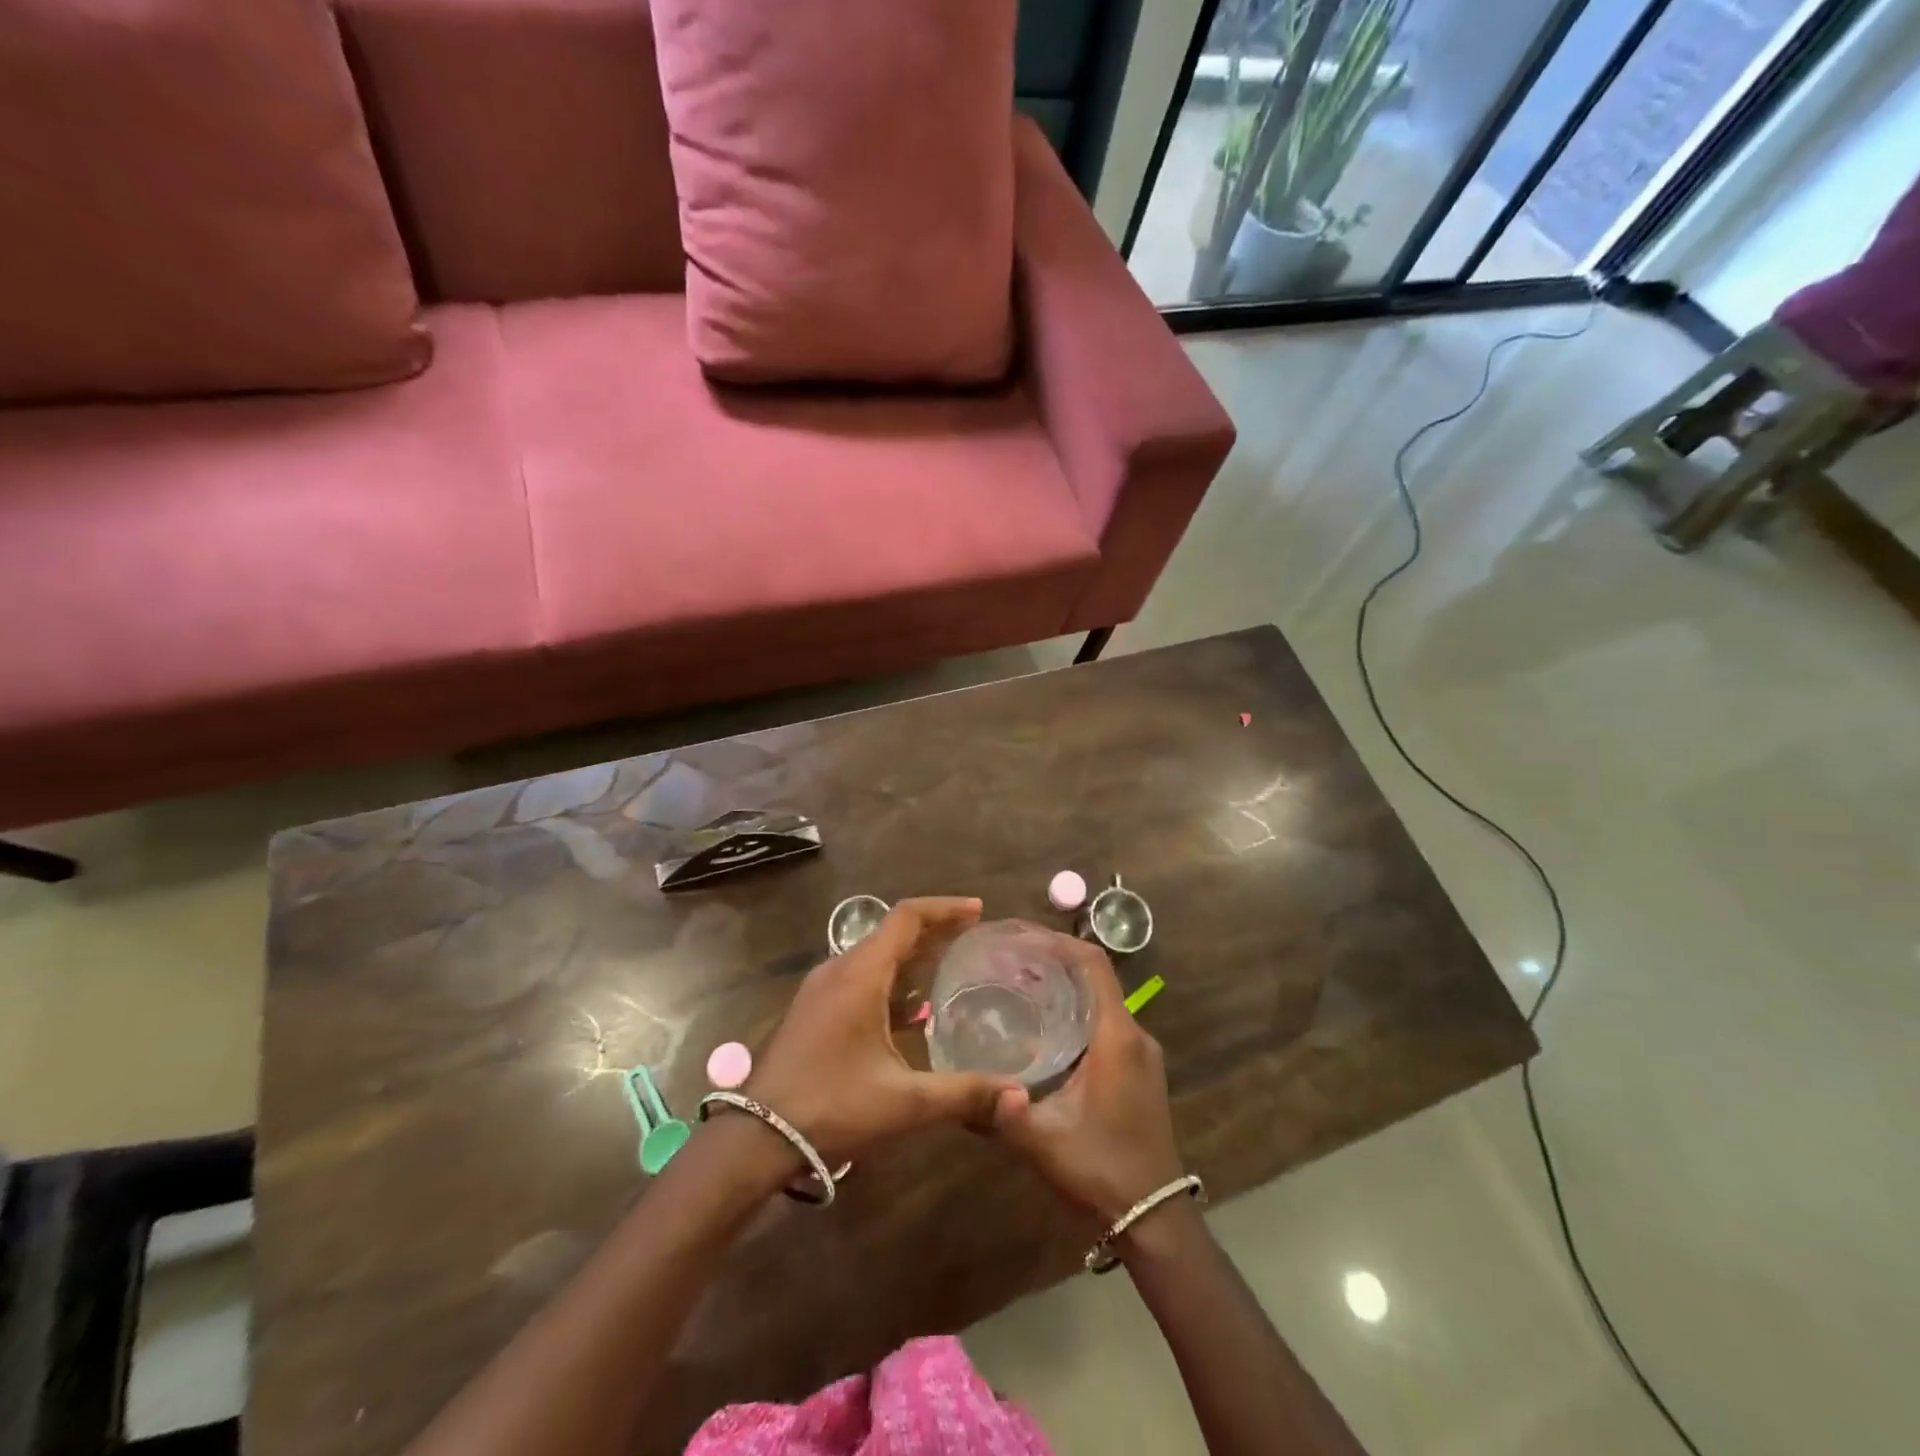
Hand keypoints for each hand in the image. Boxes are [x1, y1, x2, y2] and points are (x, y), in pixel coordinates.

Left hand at [747, 897, 1020, 1161]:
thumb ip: (964, 1094)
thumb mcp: (904, 1102)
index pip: (906, 917)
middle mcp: (839, 970)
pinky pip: (860, 977)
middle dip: (934, 929)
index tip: (978, 910)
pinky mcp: (814, 1010)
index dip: (945, 908)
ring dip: (912, 954)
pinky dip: (892, 978)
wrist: (755, 1138)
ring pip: (874, 955)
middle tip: (973, 937)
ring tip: (950, 966)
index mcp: (860, 974)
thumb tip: (1020, 1096)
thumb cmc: (832, 1107)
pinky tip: (912, 1011)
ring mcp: (821, 990)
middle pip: (892, 932)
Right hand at [991, 935, 1184, 1223]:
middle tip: (1008, 957)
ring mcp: (1140, 1053)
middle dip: (1053, 959)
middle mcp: (1135, 1035)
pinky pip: (1105, 1021)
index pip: (1093, 965)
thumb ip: (1001, 1114)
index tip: (1018, 936)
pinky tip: (1043, 1024)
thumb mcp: (1044, 1142)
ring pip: (1101, 999)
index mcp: (1117, 1038)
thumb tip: (958, 1091)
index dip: (1057, 942)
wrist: (1155, 1219)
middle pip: (1095, 976)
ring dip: (1064, 984)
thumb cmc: (1102, 1171)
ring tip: (1018, 982)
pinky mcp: (1138, 1070)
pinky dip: (1075, 1008)